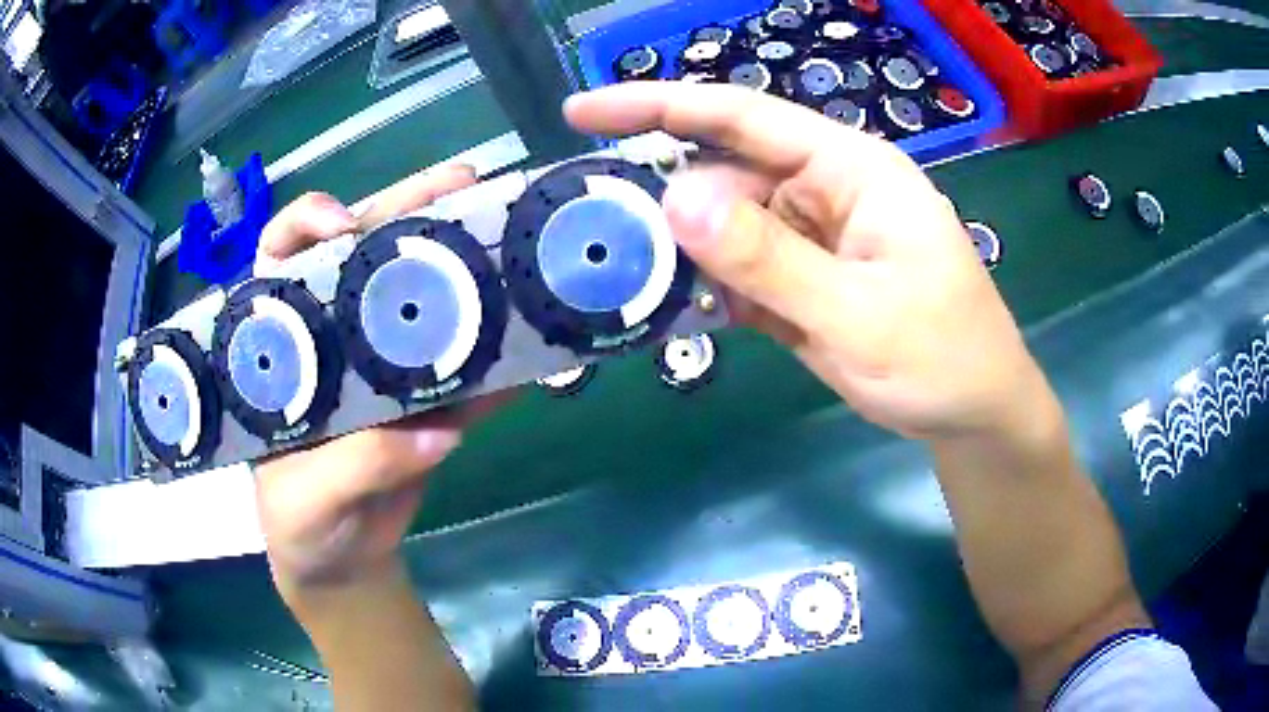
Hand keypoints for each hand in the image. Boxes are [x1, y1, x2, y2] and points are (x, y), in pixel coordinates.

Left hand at [252, 164, 491, 601]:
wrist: (343, 561)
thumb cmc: (298, 524)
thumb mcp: (306, 500)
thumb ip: (356, 465)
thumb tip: (434, 435)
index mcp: (286, 344)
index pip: (282, 260)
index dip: (307, 227)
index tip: (343, 226)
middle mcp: (336, 336)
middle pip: (366, 255)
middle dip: (408, 211)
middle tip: (459, 183)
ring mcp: (387, 364)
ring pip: (424, 296)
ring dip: (465, 262)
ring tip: (511, 228)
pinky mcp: (431, 400)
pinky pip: (470, 371)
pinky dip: (503, 355)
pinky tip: (537, 333)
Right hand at [566, 83, 1048, 441]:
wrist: (973, 414)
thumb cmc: (941, 357)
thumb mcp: (858, 314)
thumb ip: (768, 260)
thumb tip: (674, 201)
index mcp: (849, 168)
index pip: (740, 116)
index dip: (655, 105)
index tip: (580, 113)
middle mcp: (824, 188)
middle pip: (723, 177)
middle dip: (667, 211)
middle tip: (607, 250)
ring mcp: (812, 234)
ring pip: (724, 228)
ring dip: (687, 259)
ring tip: (647, 291)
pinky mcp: (803, 276)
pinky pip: (740, 268)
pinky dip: (711, 289)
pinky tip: (690, 314)